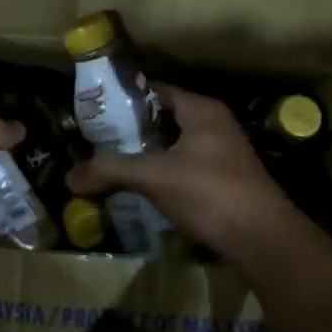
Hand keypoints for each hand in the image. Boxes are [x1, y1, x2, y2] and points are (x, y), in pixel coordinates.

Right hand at [66, 83, 297, 262]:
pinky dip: (160, 173)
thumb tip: (68, 178)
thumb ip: (110, 171)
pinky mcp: (223, 181)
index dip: (124, 97)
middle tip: (95, 138)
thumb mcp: (153, 176)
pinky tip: (138, 188)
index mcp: (201, 110)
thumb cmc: (209, 192)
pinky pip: (182, 168)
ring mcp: (222, 154)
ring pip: (172, 146)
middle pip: (162, 119)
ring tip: (110, 163)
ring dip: (144, 154)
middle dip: (129, 129)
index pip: (155, 90)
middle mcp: (214, 125)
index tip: (94, 109)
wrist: (263, 240)